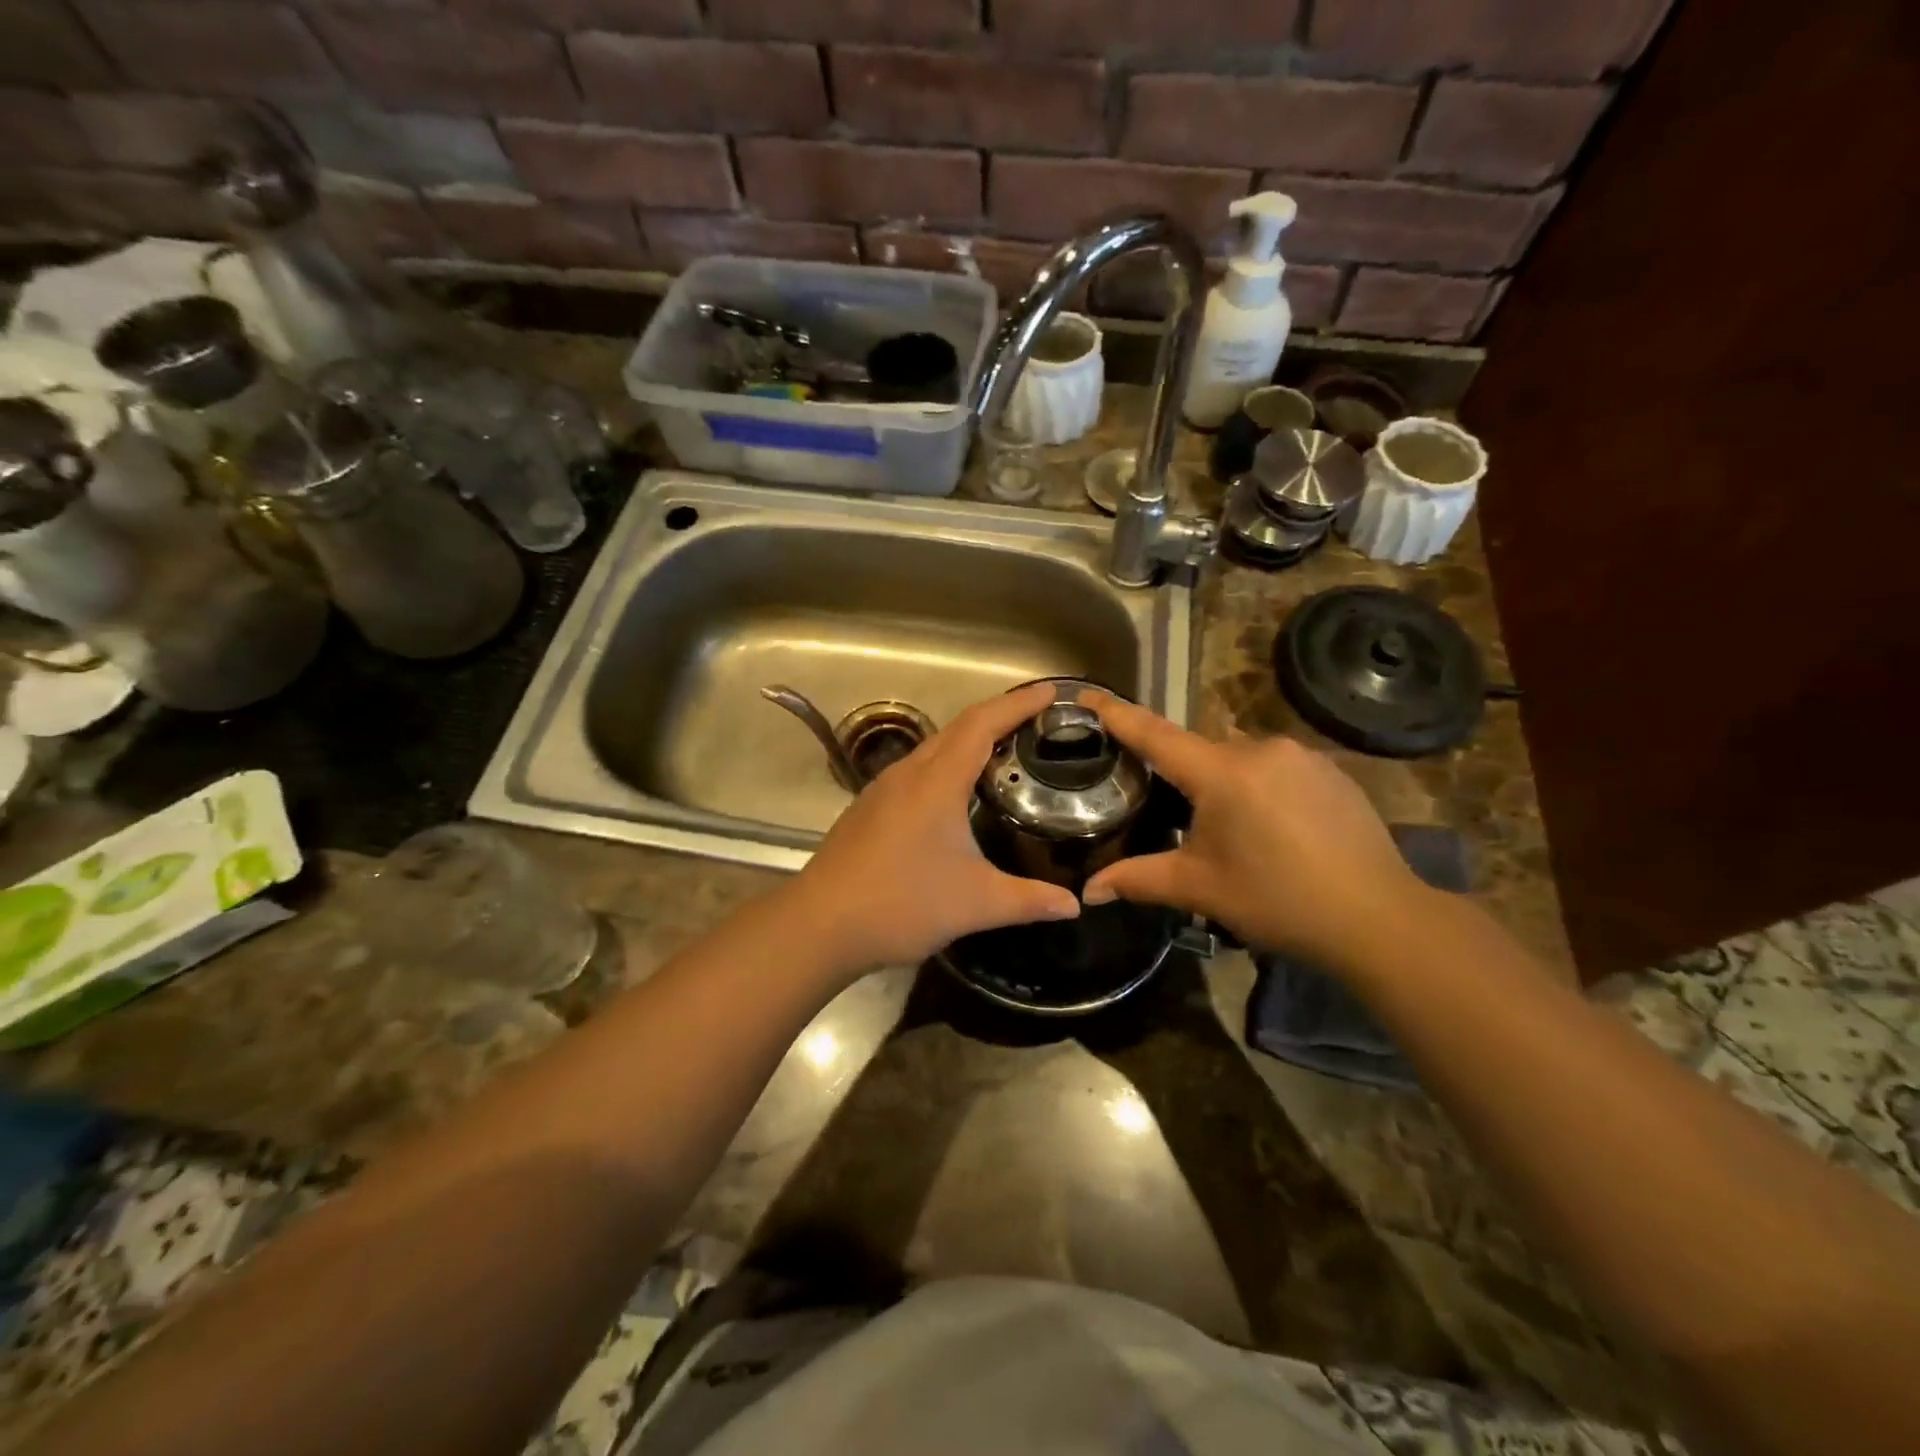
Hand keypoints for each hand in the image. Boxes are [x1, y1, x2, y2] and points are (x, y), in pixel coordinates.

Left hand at [788, 682, 1079, 976]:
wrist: (820, 924)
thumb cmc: (901, 904)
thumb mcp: (975, 903)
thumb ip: (1029, 900)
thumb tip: (1073, 904)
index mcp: (936, 782)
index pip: (982, 724)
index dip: (1018, 704)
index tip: (1050, 691)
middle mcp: (907, 774)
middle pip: (957, 728)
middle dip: (998, 715)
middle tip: (1035, 718)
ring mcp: (881, 790)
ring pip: (933, 748)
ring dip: (968, 739)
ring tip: (1002, 749)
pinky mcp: (867, 809)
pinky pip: (915, 770)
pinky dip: (945, 764)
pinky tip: (954, 792)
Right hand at [1079, 692, 1427, 968]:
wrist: (1379, 918)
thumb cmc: (1279, 901)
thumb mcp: (1201, 889)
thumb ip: (1139, 880)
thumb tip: (1088, 892)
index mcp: (1222, 773)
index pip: (1155, 734)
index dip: (1118, 714)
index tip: (1087, 693)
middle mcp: (1261, 749)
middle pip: (1200, 751)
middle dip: (1182, 777)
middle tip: (1174, 816)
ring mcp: (1302, 756)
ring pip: (1240, 759)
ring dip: (1224, 784)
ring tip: (1231, 832)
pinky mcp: (1332, 770)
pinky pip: (1277, 767)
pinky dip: (1260, 787)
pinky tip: (1273, 828)